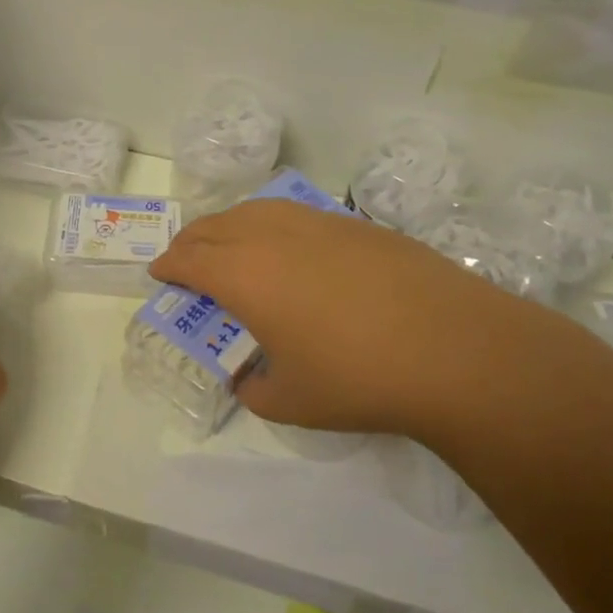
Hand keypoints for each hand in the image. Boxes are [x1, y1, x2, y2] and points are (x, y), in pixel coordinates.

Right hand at [149, 198, 555, 439]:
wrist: (452, 348)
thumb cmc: (357, 378)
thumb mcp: (291, 402)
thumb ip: (254, 389)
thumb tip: (246, 380)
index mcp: (243, 276)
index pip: (189, 260)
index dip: (168, 266)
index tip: (159, 274)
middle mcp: (270, 237)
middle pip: (214, 227)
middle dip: (190, 242)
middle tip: (184, 258)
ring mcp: (315, 223)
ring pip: (253, 210)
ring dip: (228, 225)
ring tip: (228, 243)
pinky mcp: (353, 224)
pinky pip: (293, 214)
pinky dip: (269, 224)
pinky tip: (286, 245)